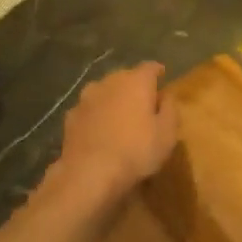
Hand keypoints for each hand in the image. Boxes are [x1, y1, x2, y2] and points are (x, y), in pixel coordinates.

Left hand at [57, 62, 179, 197]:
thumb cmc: (136, 151)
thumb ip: (170, 108)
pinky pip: (90, 110)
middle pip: (126, 77)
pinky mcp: (71, 116)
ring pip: (105, 92)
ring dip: (114, 100)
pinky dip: (97, 116)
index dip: (158, 72)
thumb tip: (167, 95)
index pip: (150, 67)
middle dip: (135, 87)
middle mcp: (109, 82)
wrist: (89, 173)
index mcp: (136, 81)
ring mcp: (86, 98)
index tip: (163, 79)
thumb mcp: (167, 133)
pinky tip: (100, 132)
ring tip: (120, 117)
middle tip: (144, 103)